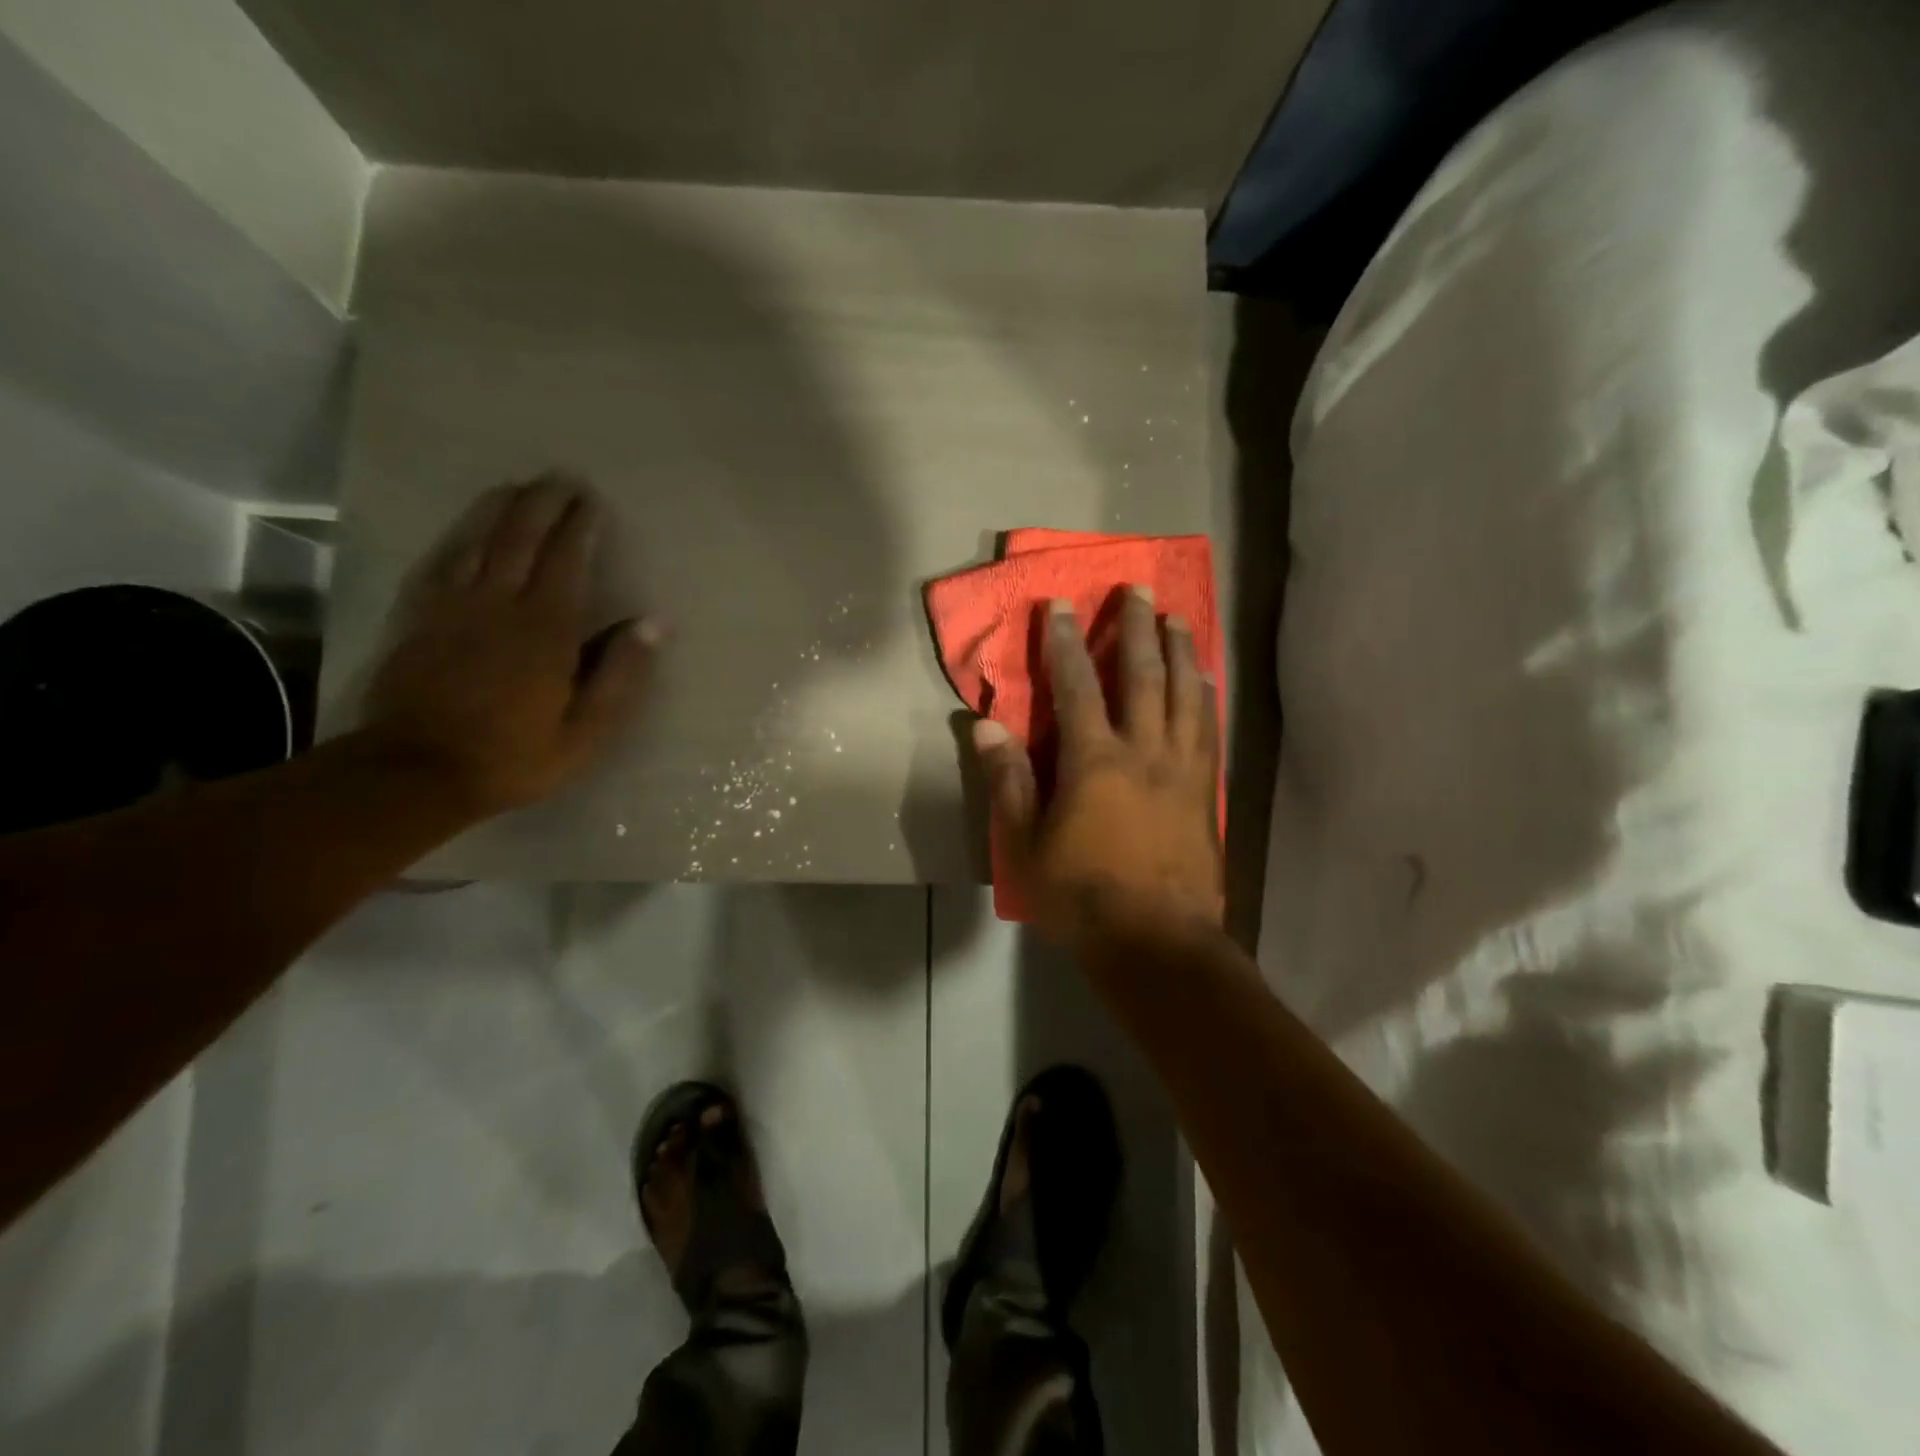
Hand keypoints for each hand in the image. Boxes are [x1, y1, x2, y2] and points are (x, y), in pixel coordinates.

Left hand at [362, 475, 656, 815]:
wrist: (416, 772)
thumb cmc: (515, 756)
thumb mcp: (586, 731)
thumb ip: (620, 674)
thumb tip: (652, 623)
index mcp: (545, 631)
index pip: (566, 562)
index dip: (579, 527)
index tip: (590, 501)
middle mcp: (498, 604)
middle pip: (520, 538)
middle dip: (542, 504)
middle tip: (559, 480)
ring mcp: (452, 607)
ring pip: (477, 541)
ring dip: (500, 509)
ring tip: (517, 487)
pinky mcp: (418, 617)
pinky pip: (441, 562)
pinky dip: (458, 537)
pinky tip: (467, 529)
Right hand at [972, 587, 1222, 951]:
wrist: (1158, 944)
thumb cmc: (1081, 898)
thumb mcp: (1025, 846)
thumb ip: (1008, 782)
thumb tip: (985, 727)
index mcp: (1094, 761)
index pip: (1077, 685)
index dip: (1066, 641)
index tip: (1062, 604)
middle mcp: (1144, 751)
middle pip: (1143, 675)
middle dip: (1137, 628)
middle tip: (1138, 590)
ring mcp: (1183, 769)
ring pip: (1186, 694)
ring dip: (1180, 651)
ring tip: (1178, 618)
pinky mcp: (1207, 791)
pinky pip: (1209, 729)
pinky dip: (1206, 696)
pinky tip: (1206, 680)